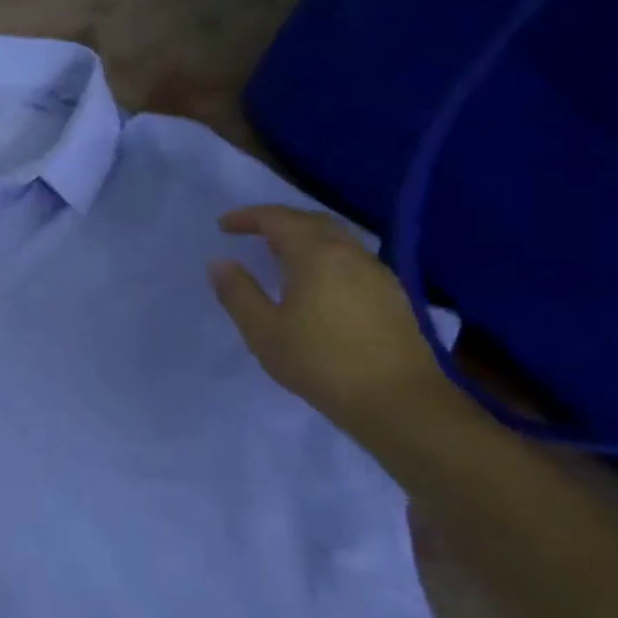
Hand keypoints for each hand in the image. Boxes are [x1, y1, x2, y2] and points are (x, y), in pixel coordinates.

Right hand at [207, 204, 453, 435]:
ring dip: (304, 237)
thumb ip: (238, 292)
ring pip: (336, 239)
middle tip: (251, 231)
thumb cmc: (320, 361)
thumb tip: (219, 263)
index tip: (223, 225)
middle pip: (312, 221)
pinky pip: (351, 259)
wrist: (398, 401)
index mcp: (316, 255)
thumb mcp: (263, 330)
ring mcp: (377, 274)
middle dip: (278, 221)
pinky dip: (325, 256)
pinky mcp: (392, 296)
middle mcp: (350, 254)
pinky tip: (315, 281)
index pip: (278, 219)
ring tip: (279, 254)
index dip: (248, 217)